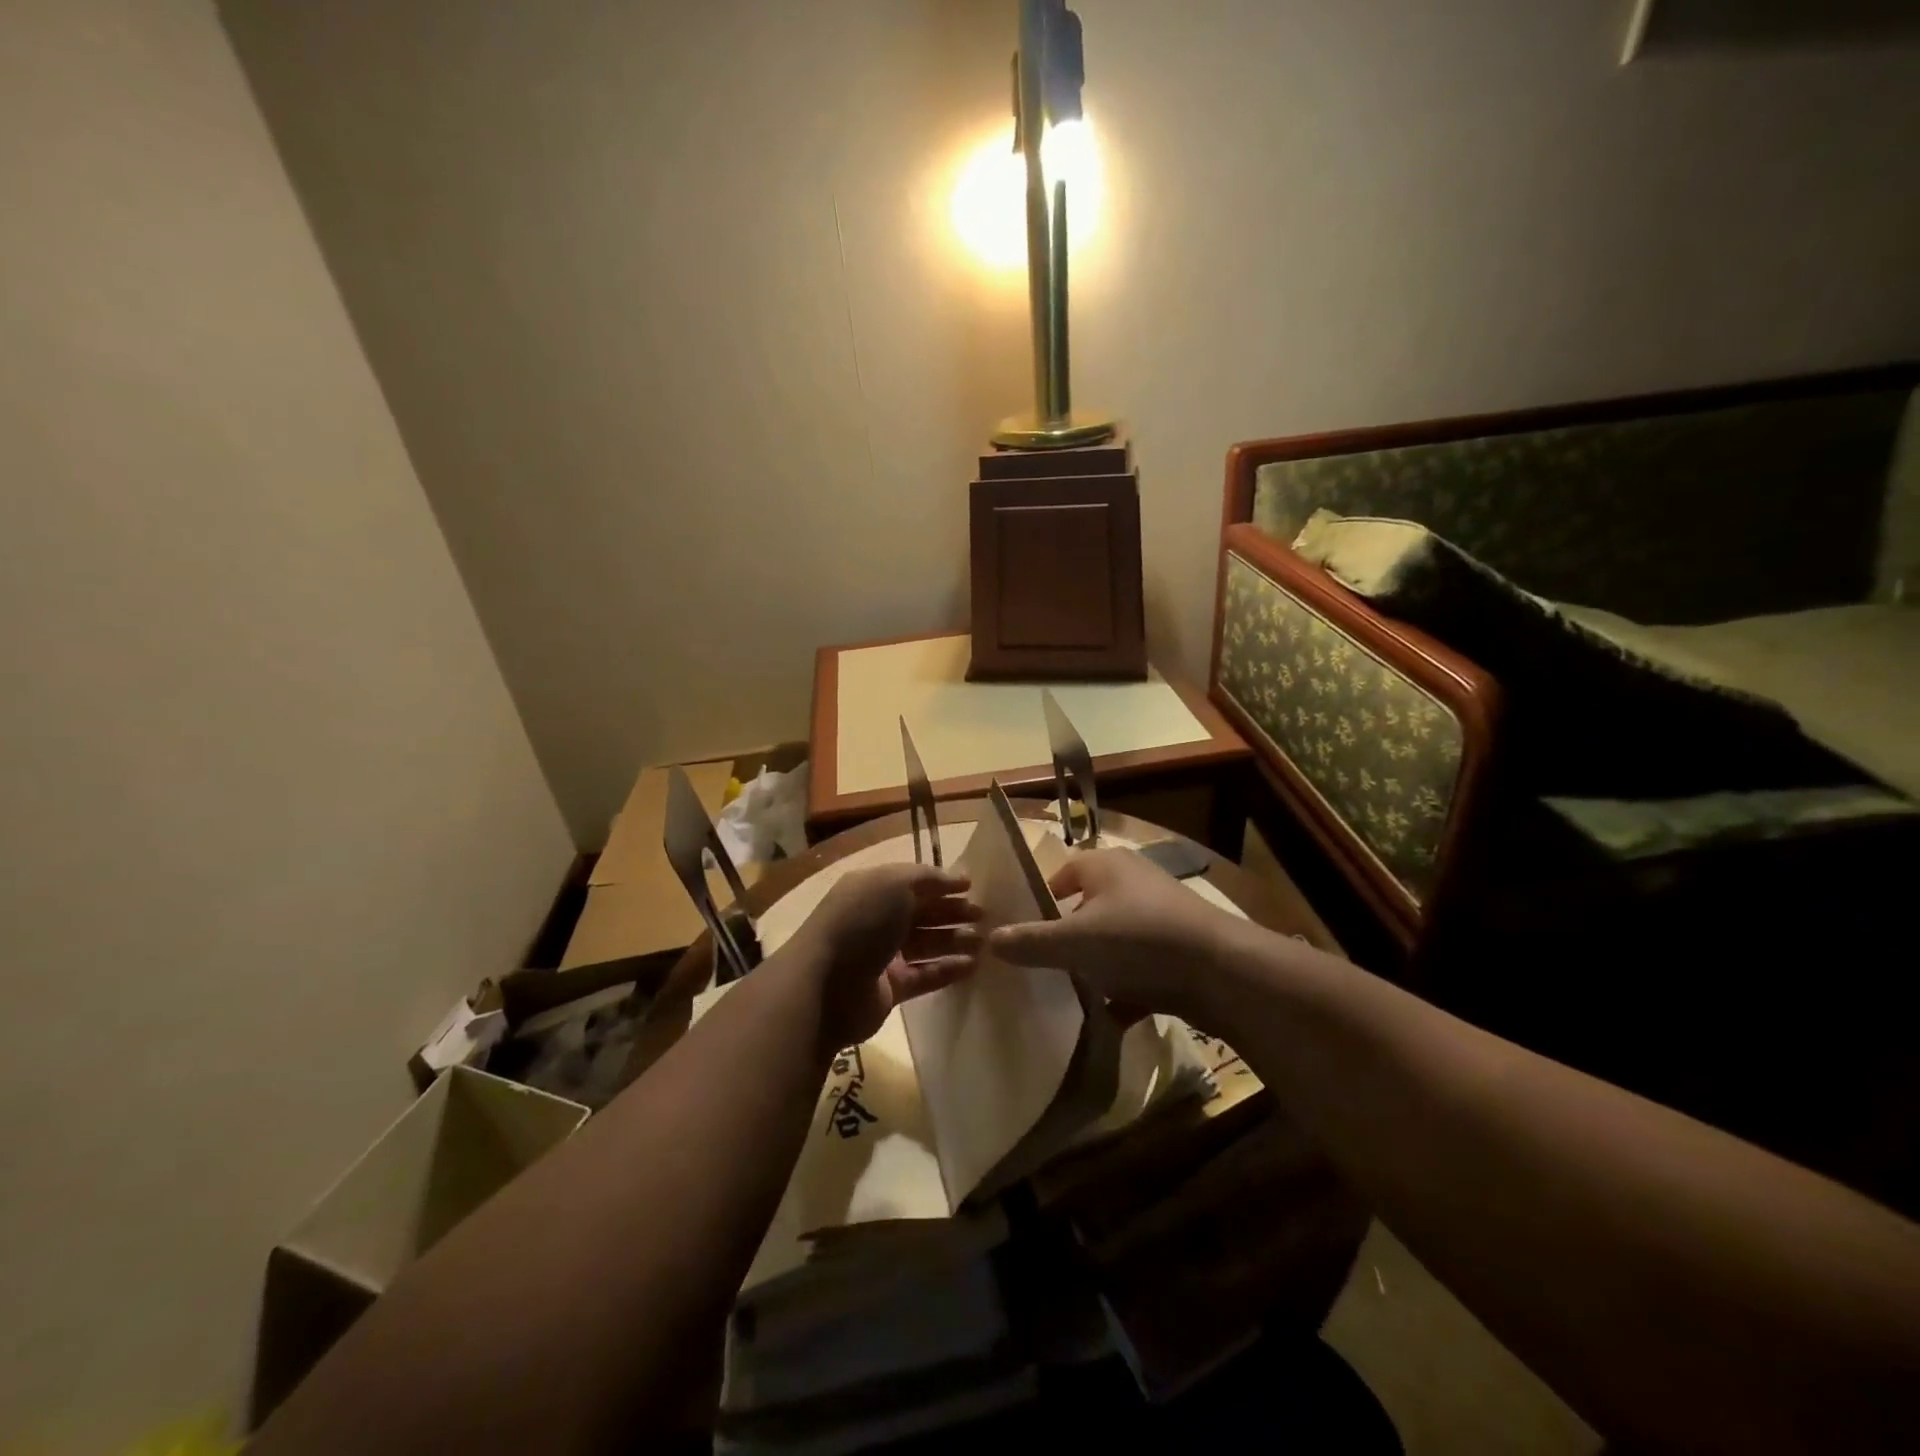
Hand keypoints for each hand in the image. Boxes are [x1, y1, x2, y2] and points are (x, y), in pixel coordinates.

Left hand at [789, 863, 981, 1052]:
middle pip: (921, 913)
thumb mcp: (893, 883)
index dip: (942, 882)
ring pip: (925, 944)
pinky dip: (947, 970)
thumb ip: (927, 877)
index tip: (973, 886)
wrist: (826, 985)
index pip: (912, 882)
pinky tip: (972, 966)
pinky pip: (924, 975)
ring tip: (984, 942)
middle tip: (985, 915)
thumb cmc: (860, 923)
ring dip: (954, 940)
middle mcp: (876, 919)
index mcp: (872, 890)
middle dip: (952, 911)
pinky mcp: (889, 989)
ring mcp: (881, 956)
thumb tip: (956, 878)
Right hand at [987, 847, 1239, 1022]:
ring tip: (1068, 994)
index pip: (1062, 873)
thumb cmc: (1138, 940)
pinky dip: (1124, 989)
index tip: (1022, 930)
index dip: (1040, 899)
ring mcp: (1160, 917)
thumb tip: (989, 940)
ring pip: (1113, 940)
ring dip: (1095, 966)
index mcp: (1106, 866)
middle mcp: (1134, 883)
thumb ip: (1031, 942)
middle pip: (1087, 908)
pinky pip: (1139, 968)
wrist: (1222, 973)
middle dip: (1066, 938)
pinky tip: (1108, 1016)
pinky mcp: (1179, 950)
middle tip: (1040, 965)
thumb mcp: (1075, 942)